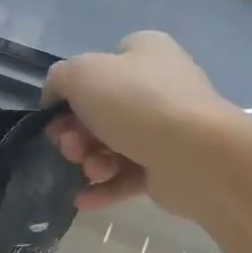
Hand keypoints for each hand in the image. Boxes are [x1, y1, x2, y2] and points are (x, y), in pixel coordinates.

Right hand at [43, 32, 242, 213]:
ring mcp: (166, 129)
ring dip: (90, 161)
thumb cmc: (137, 104)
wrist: (196, 155)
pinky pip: (127, 177)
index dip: (72, 92)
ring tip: (91, 170)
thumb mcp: (81, 74)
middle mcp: (158, 86)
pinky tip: (83, 200)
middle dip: (76, 133)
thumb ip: (59, 79)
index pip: (99, 67)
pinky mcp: (168, 167)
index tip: (55, 115)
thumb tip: (56, 98)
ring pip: (112, 146)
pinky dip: (104, 187)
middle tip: (69, 147)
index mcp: (144, 52)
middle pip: (100, 112)